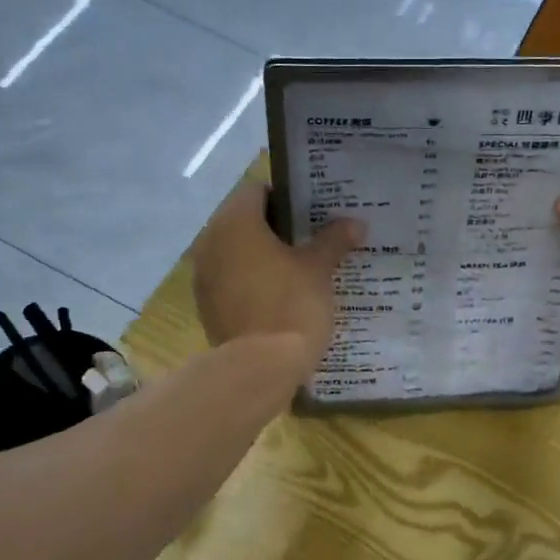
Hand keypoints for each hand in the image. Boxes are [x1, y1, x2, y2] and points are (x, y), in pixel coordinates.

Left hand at [191, 181, 361, 380]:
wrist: (259, 368)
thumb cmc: (290, 305)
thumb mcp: (318, 269)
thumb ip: (334, 240)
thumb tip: (355, 223)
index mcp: (236, 223)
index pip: (256, 191)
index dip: (286, 197)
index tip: (312, 211)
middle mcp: (211, 242)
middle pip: (244, 221)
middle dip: (276, 228)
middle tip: (311, 237)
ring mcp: (204, 276)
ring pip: (236, 252)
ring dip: (262, 255)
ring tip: (298, 266)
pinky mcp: (207, 305)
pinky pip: (231, 280)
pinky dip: (251, 280)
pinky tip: (279, 294)